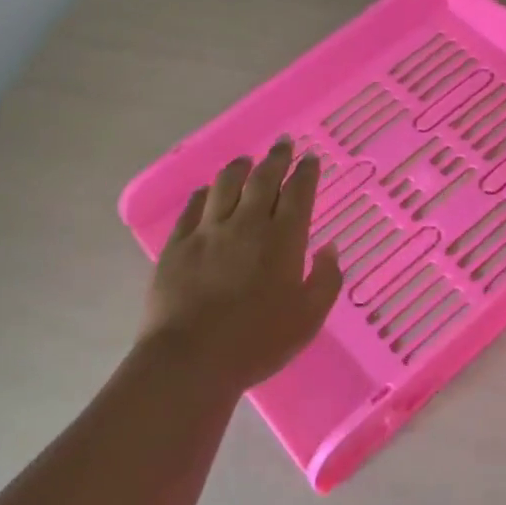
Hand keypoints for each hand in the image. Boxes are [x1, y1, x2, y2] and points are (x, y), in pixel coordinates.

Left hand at [140, 139, 342, 392]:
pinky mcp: (177, 245)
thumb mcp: (309, 318)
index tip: (310, 158)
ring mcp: (208, 232)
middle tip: (284, 144)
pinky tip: (208, 191)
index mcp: (283, 239)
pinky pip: (192, 207)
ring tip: (247, 160)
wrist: (191, 360)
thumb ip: (326, 279)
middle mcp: (246, 224)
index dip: (306, 172)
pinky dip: (205, 193)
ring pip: (225, 185)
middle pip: (263, 179)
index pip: (298, 192)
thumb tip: (328, 248)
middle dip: (276, 158)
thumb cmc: (258, 341)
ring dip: (240, 167)